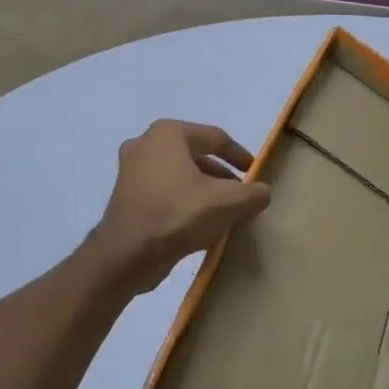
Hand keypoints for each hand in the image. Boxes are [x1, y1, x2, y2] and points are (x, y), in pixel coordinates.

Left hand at [90, 120, 272, 292]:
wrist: (127, 254)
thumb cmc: (178, 215)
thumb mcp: (228, 203)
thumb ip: (253, 193)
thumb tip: (262, 192)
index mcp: (168, 133)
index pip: (216, 138)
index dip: (240, 156)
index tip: (256, 174)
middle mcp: (145, 144)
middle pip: (196, 155)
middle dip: (222, 176)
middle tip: (241, 195)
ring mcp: (131, 170)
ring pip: (180, 175)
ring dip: (204, 191)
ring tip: (224, 212)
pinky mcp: (126, 196)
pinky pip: (165, 191)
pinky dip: (184, 201)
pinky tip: (199, 224)